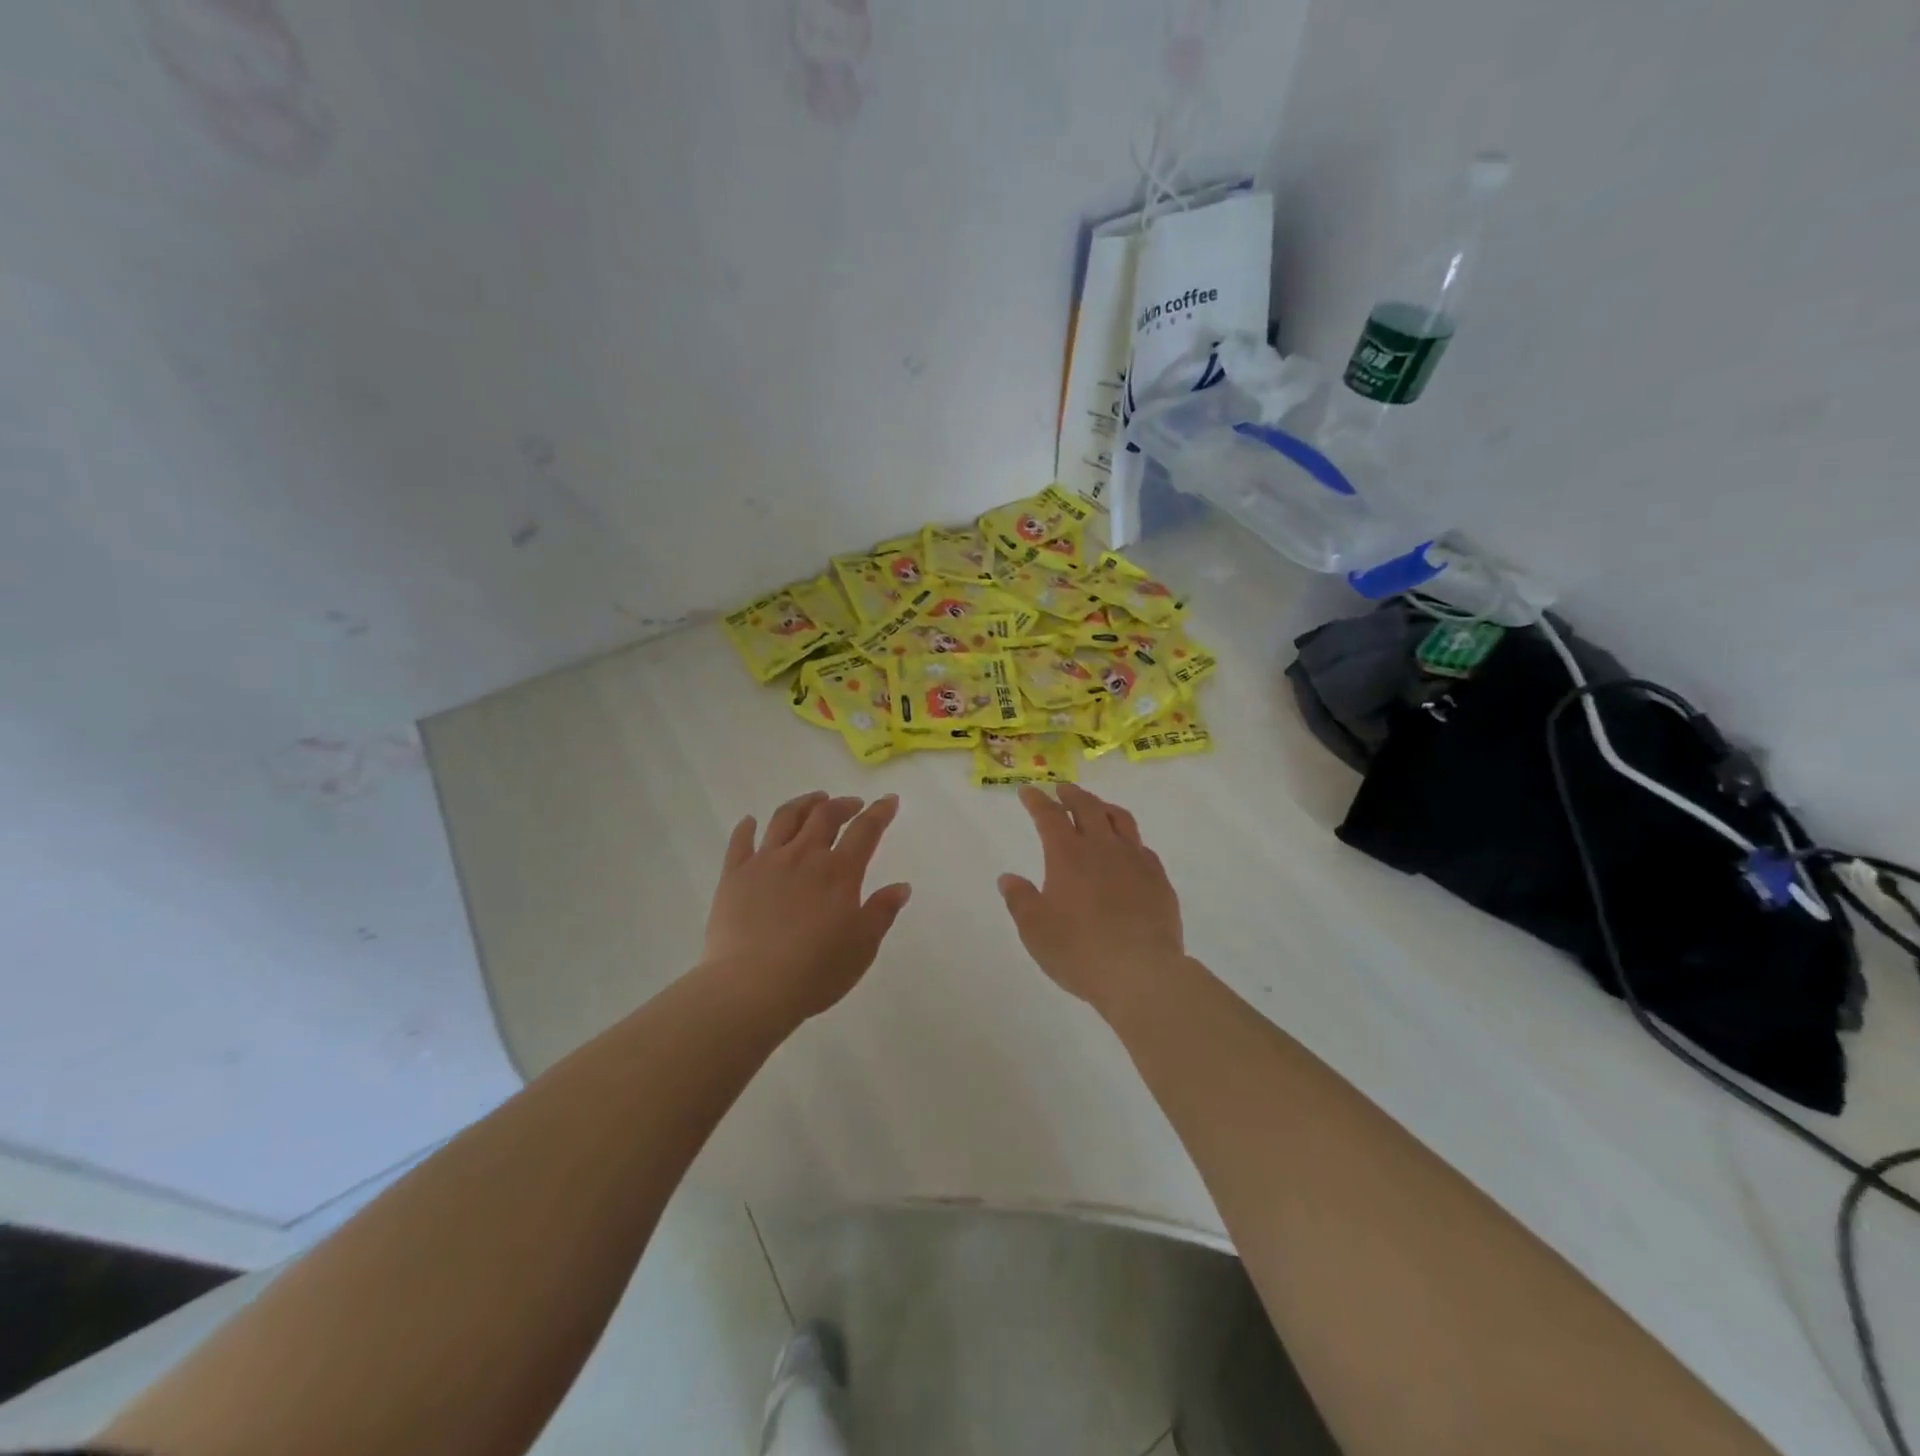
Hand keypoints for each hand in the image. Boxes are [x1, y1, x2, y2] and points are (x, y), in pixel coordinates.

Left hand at [702, 791, 911, 1021]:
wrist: (751, 987)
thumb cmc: (815, 971)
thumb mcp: (862, 947)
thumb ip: (881, 912)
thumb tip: (901, 887)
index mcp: (839, 872)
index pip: (865, 830)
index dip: (880, 812)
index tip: (889, 800)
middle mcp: (804, 856)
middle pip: (825, 815)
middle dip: (843, 804)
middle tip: (852, 804)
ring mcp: (766, 862)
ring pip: (785, 818)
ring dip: (803, 804)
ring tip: (813, 800)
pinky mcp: (734, 875)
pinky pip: (741, 841)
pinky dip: (747, 827)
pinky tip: (750, 821)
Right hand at [998, 784, 1186, 1019]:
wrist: (1141, 972)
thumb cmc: (1079, 951)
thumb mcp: (1035, 930)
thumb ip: (1020, 900)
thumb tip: (1008, 878)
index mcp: (1068, 855)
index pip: (1049, 816)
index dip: (1037, 801)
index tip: (1028, 792)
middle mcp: (1102, 848)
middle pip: (1088, 807)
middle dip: (1072, 795)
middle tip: (1063, 790)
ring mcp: (1135, 861)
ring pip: (1121, 820)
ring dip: (1104, 808)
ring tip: (1097, 808)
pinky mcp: (1158, 880)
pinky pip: (1143, 847)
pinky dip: (1129, 840)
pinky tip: (1128, 850)